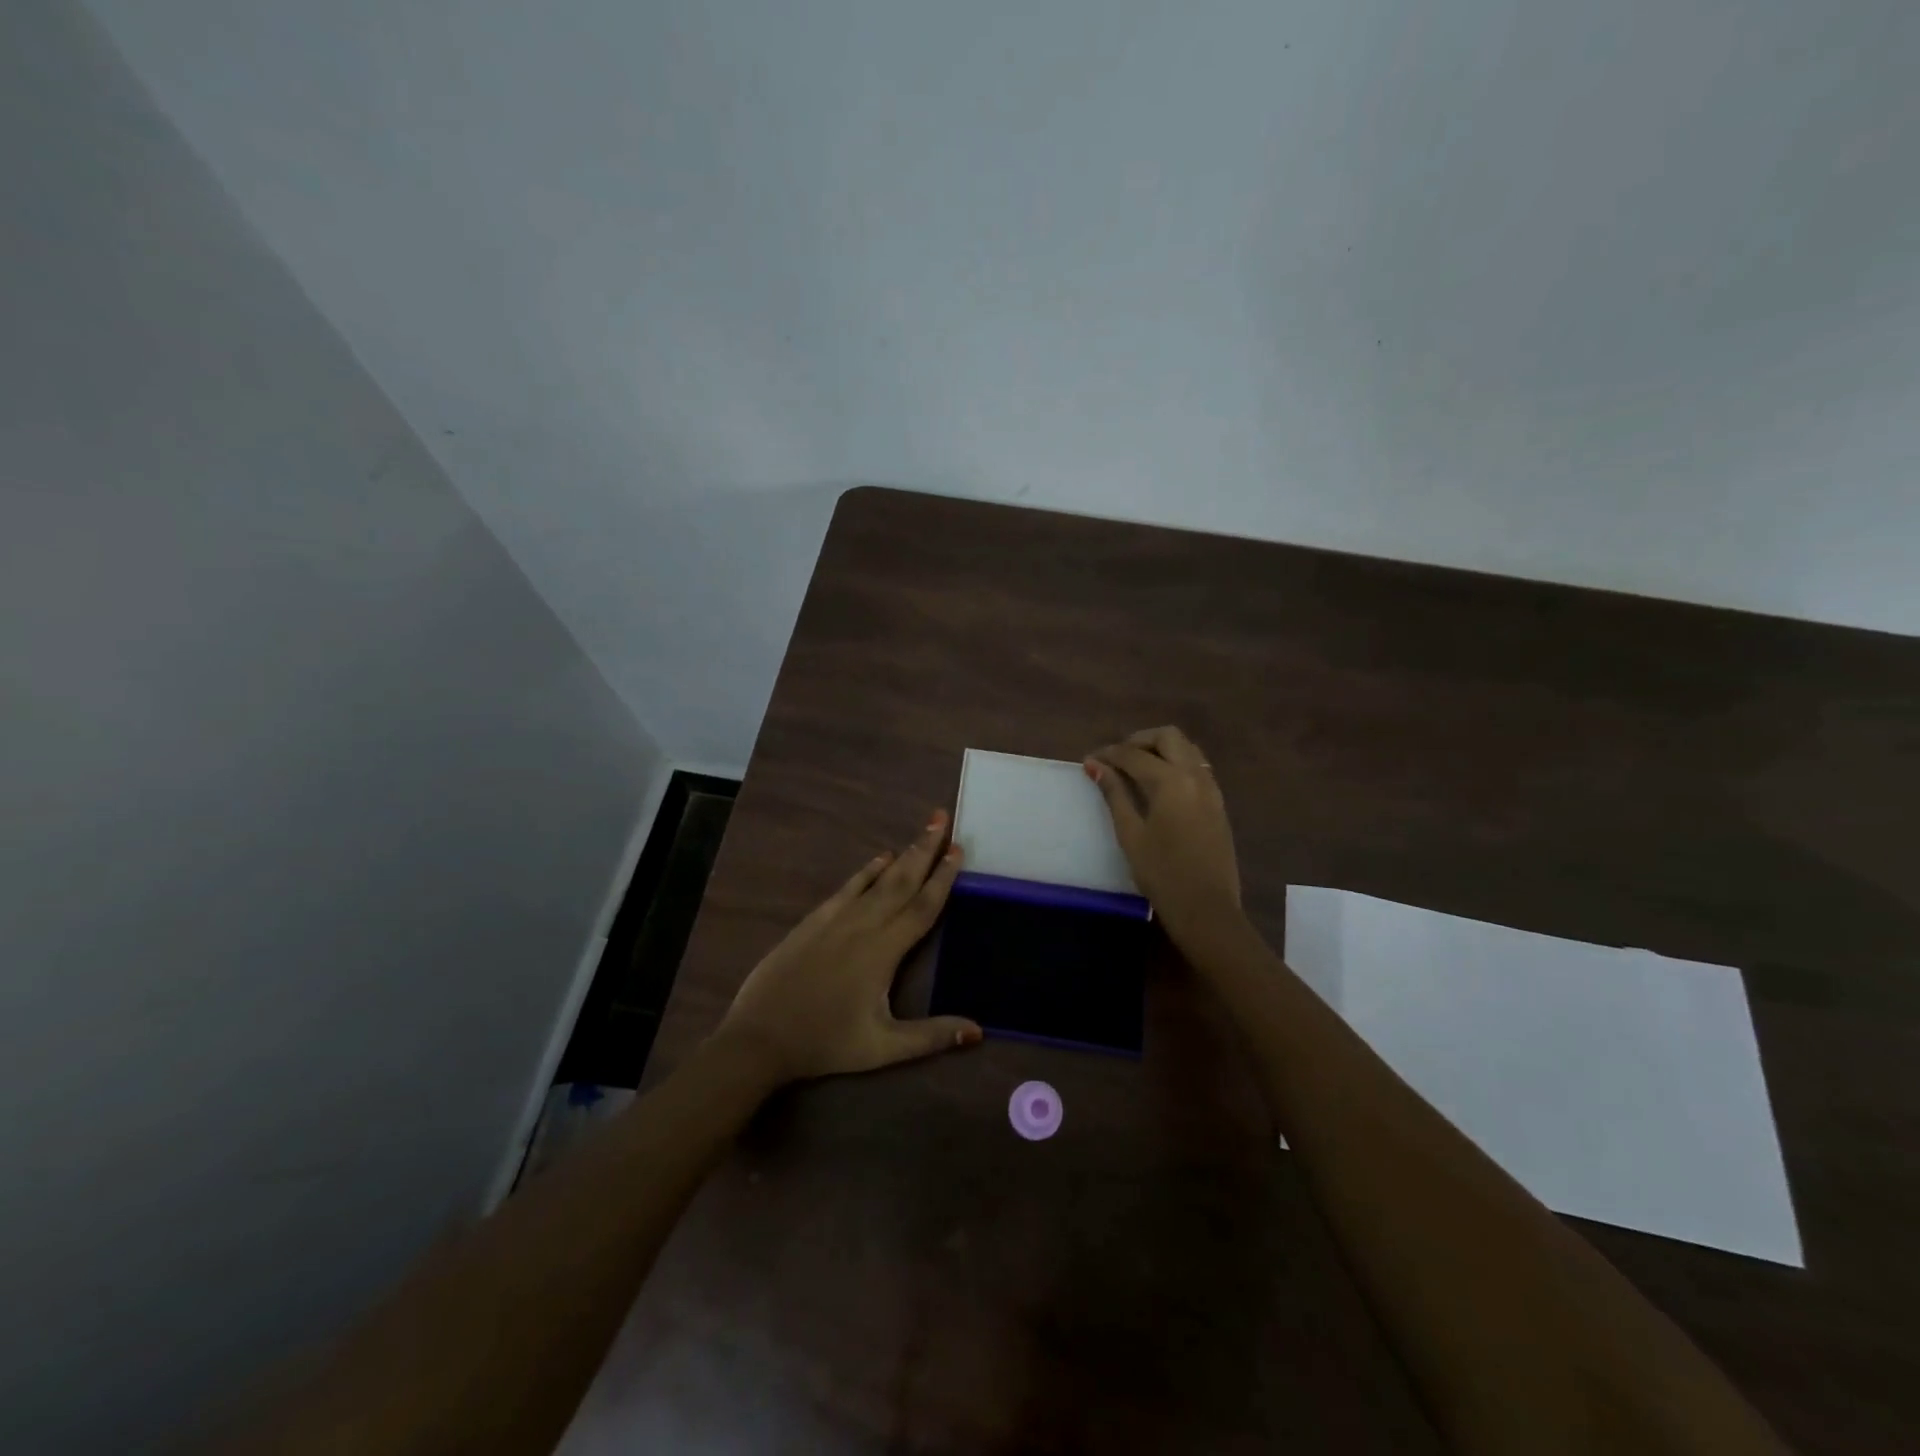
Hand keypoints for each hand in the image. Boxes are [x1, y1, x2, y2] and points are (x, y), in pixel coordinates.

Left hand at [716, 809, 982, 1084]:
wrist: (760, 1036)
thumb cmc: (825, 1043)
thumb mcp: (882, 1047)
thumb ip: (931, 1036)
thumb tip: (978, 1032)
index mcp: (884, 951)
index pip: (922, 907)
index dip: (943, 878)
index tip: (957, 849)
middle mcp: (863, 925)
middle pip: (902, 881)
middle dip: (925, 849)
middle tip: (942, 819)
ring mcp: (836, 919)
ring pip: (877, 879)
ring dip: (902, 854)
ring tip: (921, 831)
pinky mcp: (814, 921)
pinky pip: (848, 887)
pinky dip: (866, 870)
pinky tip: (879, 858)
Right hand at [1085, 726, 1241, 939]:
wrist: (1206, 908)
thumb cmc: (1161, 873)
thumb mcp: (1130, 833)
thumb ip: (1114, 794)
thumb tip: (1095, 765)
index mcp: (1171, 781)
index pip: (1134, 755)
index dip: (1109, 754)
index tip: (1090, 760)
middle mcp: (1195, 776)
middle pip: (1168, 737)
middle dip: (1140, 740)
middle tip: (1117, 758)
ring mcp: (1211, 788)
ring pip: (1187, 749)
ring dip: (1161, 749)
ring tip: (1136, 768)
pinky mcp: (1218, 803)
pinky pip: (1197, 767)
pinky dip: (1177, 763)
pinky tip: (1159, 785)